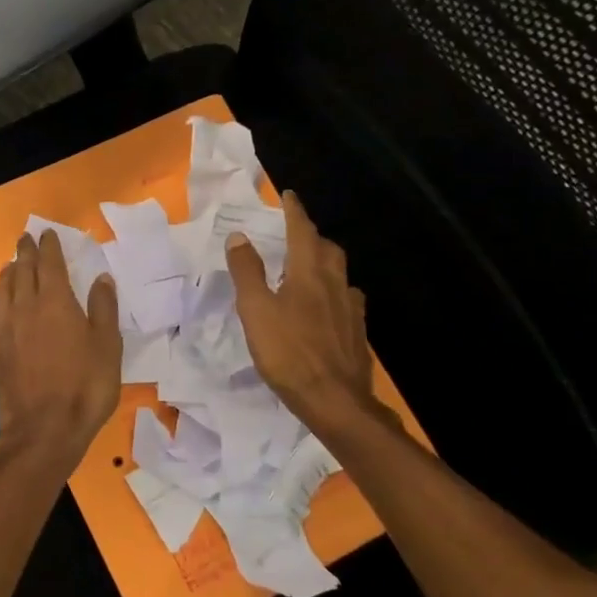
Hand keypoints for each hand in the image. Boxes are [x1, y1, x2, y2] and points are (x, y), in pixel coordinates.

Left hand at [0, 231, 122, 470]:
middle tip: (25, 240)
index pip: (49, 263)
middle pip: (21, 272)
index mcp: (55, 301)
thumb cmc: (85, 386)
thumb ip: (104, 308)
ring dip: (5, 277)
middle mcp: (24, 308)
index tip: (47, 233)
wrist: (45, 429)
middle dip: (24, 253)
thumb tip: (101, 278)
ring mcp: (3, 332)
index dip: (48, 245)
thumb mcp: (108, 346)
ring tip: (9, 268)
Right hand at [226, 191, 375, 432]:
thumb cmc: (289, 353)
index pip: (302, 231)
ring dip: (324, 263)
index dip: (294, 211)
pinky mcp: (357, 332)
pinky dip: (334, 292)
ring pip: (339, 274)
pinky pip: (347, 300)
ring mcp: (351, 308)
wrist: (335, 401)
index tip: (288, 196)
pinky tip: (326, 308)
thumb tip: (239, 236)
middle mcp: (335, 283)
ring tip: (307, 269)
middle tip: (294, 235)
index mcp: (309, 273)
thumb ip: (247, 272)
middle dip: (311, 236)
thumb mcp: (256, 311)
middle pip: (327, 248)